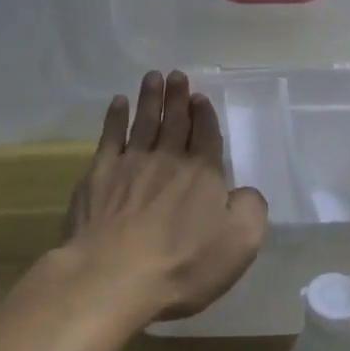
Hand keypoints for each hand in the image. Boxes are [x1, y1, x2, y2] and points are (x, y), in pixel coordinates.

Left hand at [59, 71, 268, 322]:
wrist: (113, 276)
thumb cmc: (183, 264)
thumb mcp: (240, 243)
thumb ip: (251, 209)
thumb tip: (245, 191)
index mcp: (203, 173)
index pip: (206, 134)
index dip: (203, 114)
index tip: (199, 96)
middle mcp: (168, 159)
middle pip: (175, 121)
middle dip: (177, 96)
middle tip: (176, 74)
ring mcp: (131, 163)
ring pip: (144, 121)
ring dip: (150, 98)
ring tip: (153, 77)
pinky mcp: (98, 174)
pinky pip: (110, 136)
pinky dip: (115, 117)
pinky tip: (118, 103)